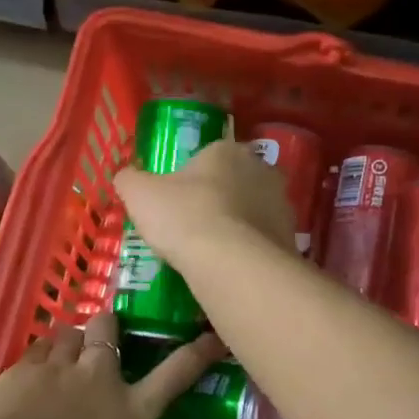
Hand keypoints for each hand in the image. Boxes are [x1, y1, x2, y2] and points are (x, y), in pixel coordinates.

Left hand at [0, 309, 224, 418]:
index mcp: (129, 412)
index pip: (175, 374)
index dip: (197, 353)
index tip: (210, 336)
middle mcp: (97, 379)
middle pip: (109, 329)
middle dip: (110, 326)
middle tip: (107, 335)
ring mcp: (55, 369)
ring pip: (69, 333)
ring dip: (72, 340)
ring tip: (68, 352)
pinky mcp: (18, 371)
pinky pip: (34, 349)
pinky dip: (38, 355)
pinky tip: (32, 370)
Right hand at [115, 137, 296, 274]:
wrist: (232, 264)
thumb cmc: (184, 217)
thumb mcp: (140, 195)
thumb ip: (129, 180)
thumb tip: (126, 176)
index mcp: (226, 150)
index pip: (207, 156)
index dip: (190, 179)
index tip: (175, 203)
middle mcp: (261, 169)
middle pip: (233, 182)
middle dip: (217, 200)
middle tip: (192, 227)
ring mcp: (282, 203)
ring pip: (252, 211)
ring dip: (236, 225)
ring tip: (211, 253)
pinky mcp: (292, 237)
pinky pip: (263, 240)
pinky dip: (249, 250)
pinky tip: (231, 268)